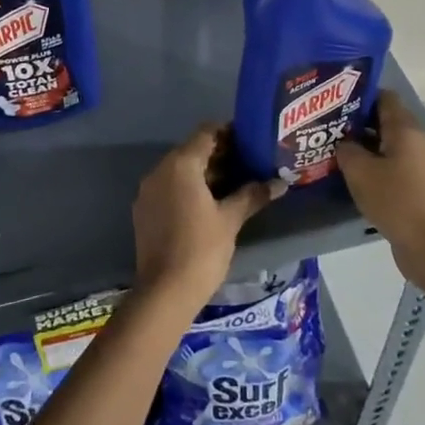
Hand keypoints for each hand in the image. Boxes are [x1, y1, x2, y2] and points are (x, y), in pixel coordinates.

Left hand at [132, 125, 281, 312]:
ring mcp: (148, 191)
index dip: (229, 132)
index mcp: (180, 165)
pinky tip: (211, 203)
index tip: (250, 139)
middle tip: (249, 162)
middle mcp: (159, 170)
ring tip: (235, 183)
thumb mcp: (230, 220)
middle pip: (192, 150)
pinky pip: (169, 187)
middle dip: (220, 154)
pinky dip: (189, 188)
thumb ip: (253, 195)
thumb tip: (279, 183)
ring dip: (205, 172)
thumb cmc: (201, 249)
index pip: (206, 133)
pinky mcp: (144, 210)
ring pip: (180, 170)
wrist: (164, 291)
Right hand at [336, 90, 424, 296]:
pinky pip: (388, 168)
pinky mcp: (414, 187)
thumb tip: (343, 143)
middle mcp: (413, 142)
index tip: (332, 100)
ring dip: (360, 148)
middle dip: (354, 122)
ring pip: (384, 147)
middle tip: (324, 126)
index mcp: (404, 129)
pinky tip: (348, 176)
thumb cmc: (396, 200)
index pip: (383, 97)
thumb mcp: (361, 172)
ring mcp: (416, 166)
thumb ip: (347, 150)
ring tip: (330, 150)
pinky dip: (370, 168)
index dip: (358, 95)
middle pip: (382, 121)